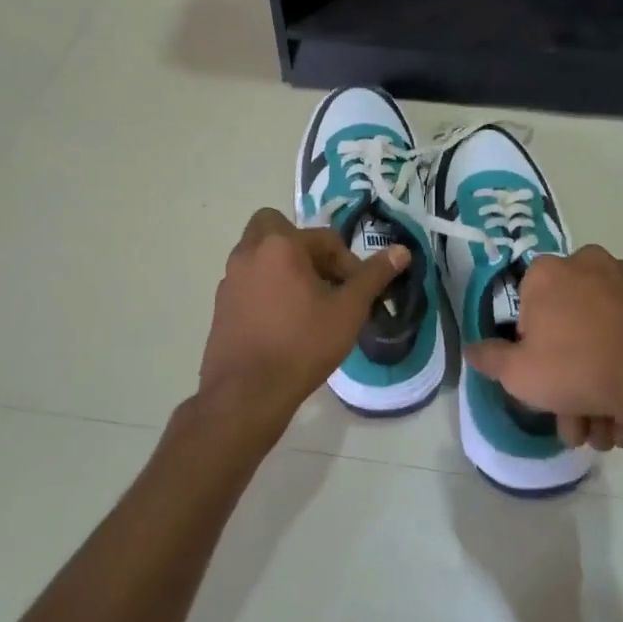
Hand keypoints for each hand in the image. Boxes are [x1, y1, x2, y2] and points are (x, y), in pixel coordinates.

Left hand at [195, 208, 408, 442]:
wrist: (247, 393)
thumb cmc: (302, 345)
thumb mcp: (348, 311)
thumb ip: (373, 277)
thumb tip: (401, 251)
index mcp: (280, 245)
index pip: (325, 239)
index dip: (347, 264)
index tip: (357, 293)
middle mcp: (249, 252)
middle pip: (277, 228)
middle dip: (302, 245)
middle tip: (322, 277)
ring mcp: (230, 278)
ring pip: (260, 254)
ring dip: (284, 266)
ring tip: (306, 303)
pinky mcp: (221, 303)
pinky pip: (249, 280)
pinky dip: (267, 287)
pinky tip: (283, 321)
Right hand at [465, 246, 622, 459]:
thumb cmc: (578, 368)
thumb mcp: (518, 374)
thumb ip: (490, 359)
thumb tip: (472, 348)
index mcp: (549, 272)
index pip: (529, 305)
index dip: (533, 347)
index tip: (544, 379)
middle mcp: (590, 263)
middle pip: (572, 324)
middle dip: (572, 378)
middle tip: (580, 423)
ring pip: (608, 332)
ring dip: (605, 381)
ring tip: (613, 430)